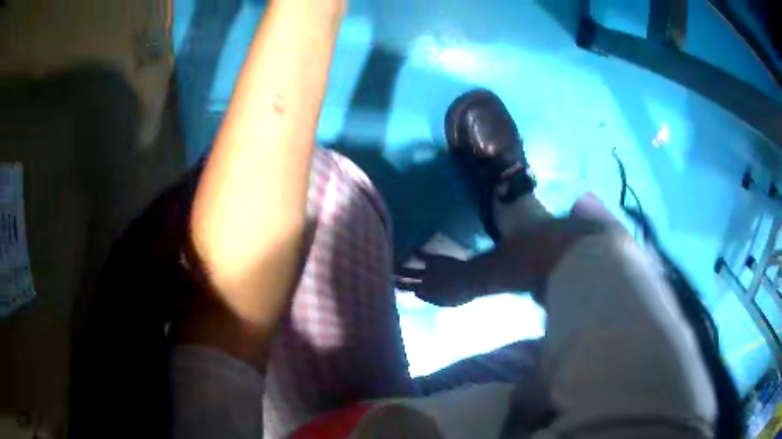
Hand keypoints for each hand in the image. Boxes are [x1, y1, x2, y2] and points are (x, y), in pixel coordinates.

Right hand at [396, 251, 484, 306]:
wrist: (472, 279)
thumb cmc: (462, 293)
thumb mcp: (447, 302)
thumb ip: (430, 299)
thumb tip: (416, 294)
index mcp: (427, 294)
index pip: (409, 291)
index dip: (399, 289)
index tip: (391, 286)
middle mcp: (424, 283)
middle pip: (406, 282)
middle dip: (395, 280)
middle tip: (385, 277)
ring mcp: (428, 272)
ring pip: (409, 270)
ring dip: (399, 268)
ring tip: (389, 265)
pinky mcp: (434, 260)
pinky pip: (422, 255)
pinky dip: (415, 252)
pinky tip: (410, 248)